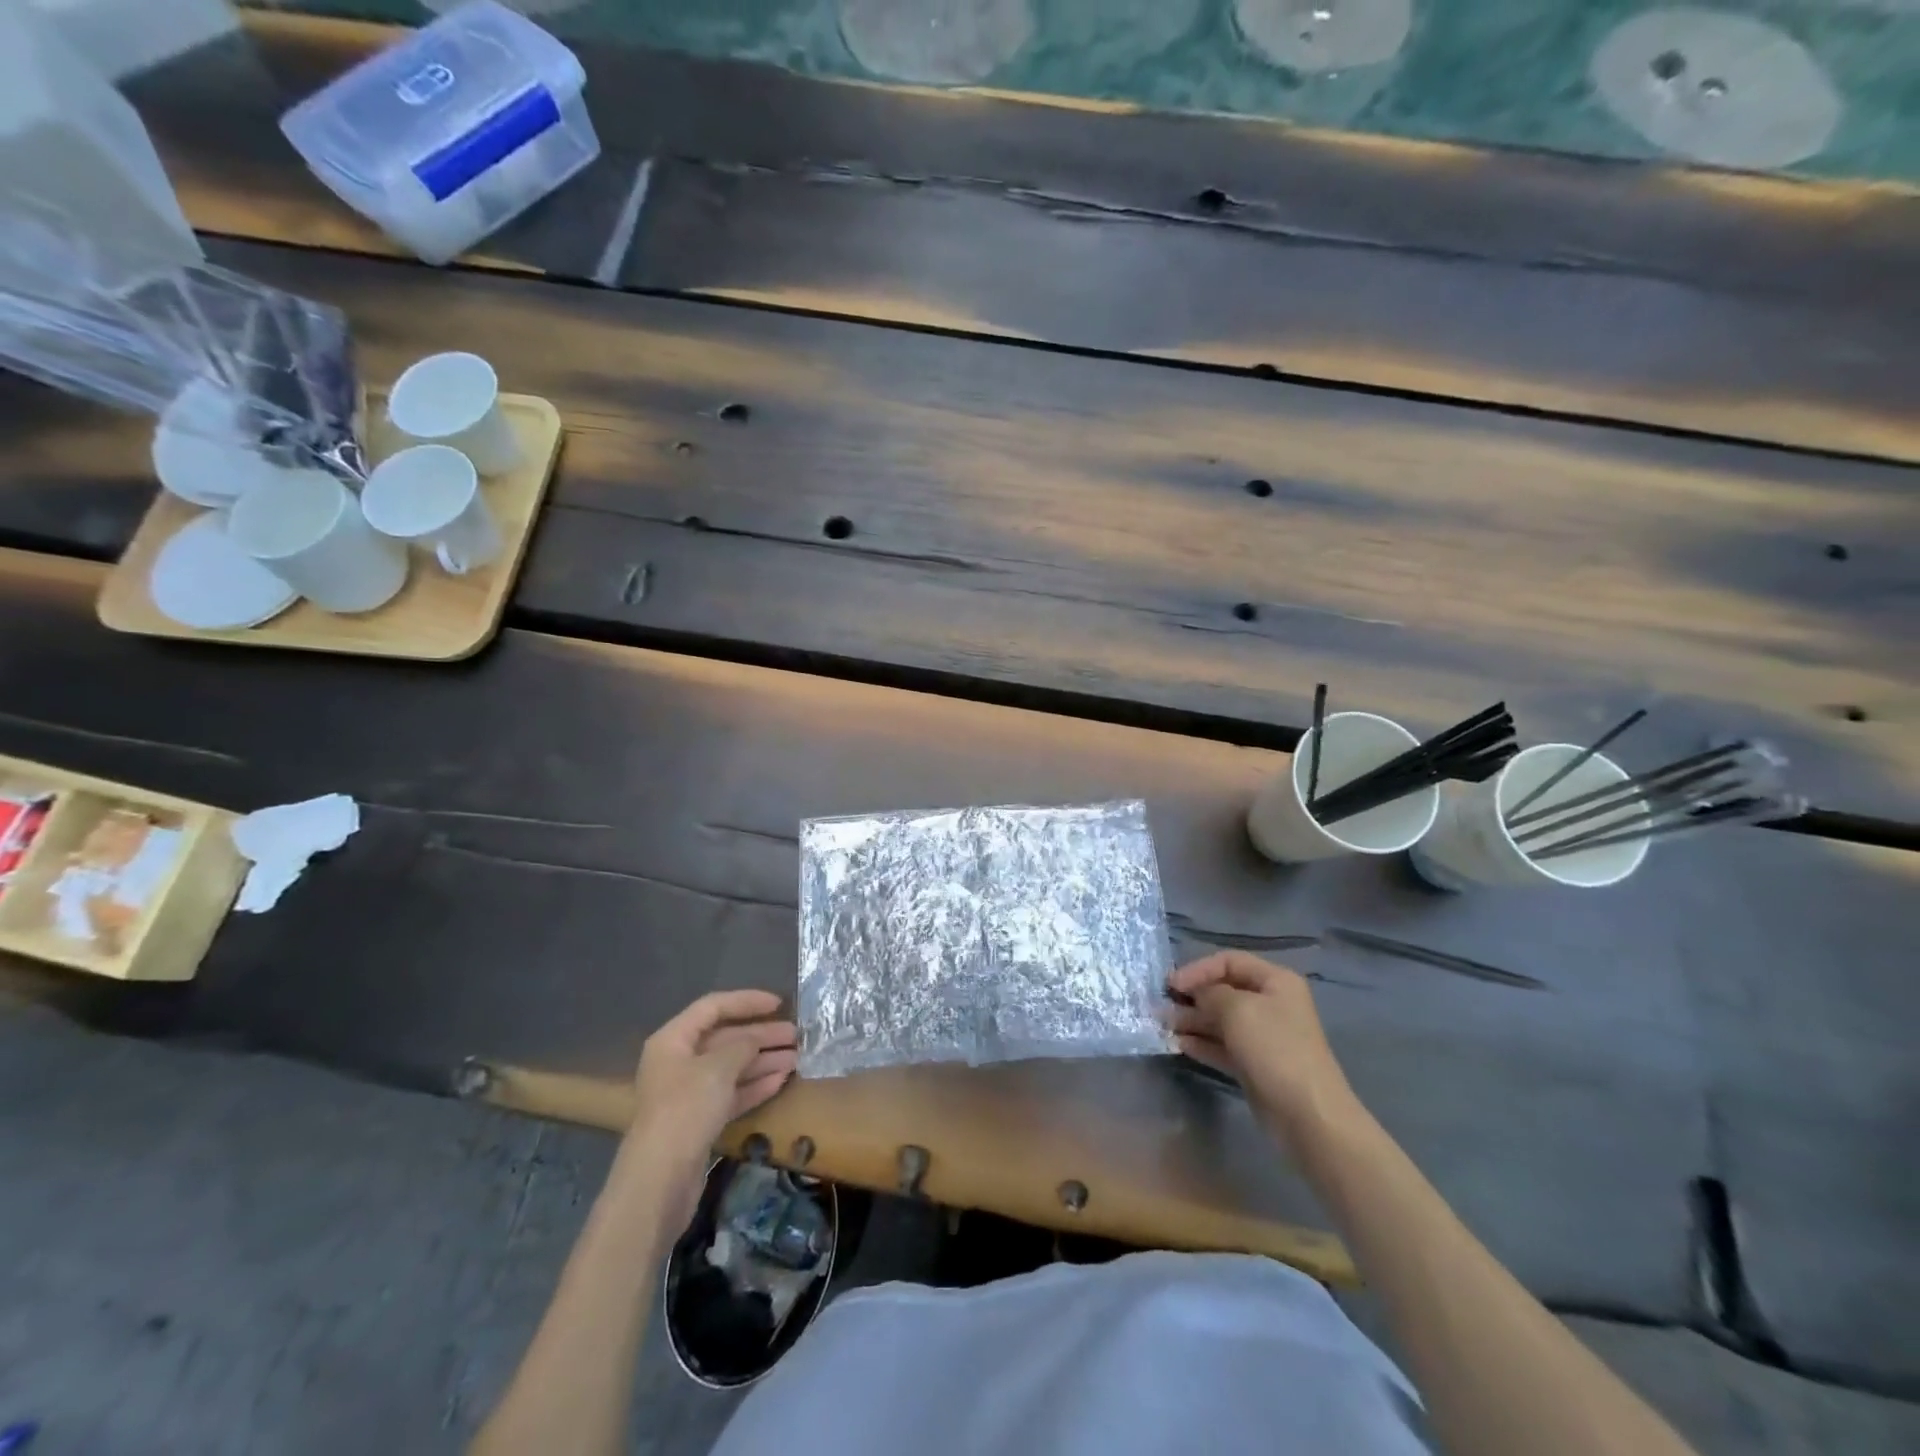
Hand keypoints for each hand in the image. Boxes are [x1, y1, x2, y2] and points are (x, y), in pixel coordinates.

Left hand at [624, 990, 797, 1228]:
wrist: (661, 1179)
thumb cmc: (686, 1108)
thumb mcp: (719, 1067)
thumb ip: (743, 1045)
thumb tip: (758, 1038)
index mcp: (673, 1040)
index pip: (713, 1007)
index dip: (746, 1001)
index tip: (778, 1004)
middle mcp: (679, 1062)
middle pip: (725, 1038)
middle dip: (761, 1035)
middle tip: (796, 1035)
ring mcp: (689, 1093)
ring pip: (731, 1067)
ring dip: (763, 1060)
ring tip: (797, 1057)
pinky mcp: (700, 1121)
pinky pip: (731, 1093)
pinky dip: (755, 1085)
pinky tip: (781, 1080)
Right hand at [1170, 952, 1362, 1151]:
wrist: (1306, 1114)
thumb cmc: (1273, 1048)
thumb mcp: (1236, 1009)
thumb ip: (1209, 993)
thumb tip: (1195, 993)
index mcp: (1275, 981)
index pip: (1229, 961)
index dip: (1198, 969)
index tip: (1171, 985)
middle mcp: (1271, 1004)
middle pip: (1224, 990)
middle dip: (1192, 997)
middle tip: (1161, 1006)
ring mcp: (1264, 1036)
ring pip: (1221, 1020)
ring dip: (1192, 1021)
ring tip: (1164, 1026)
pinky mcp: (1255, 1064)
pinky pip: (1223, 1045)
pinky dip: (1202, 1043)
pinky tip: (1179, 1044)